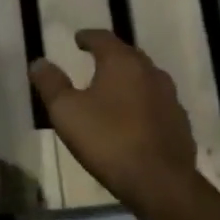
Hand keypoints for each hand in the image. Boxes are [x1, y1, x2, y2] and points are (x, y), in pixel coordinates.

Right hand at [30, 30, 197, 208]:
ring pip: (146, 79)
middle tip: (95, 61)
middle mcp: (150, 71)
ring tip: (114, 91)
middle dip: (110, 56)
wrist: (161, 182)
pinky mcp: (180, 122)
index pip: (103, 38)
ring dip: (129, 80)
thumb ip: (51, 84)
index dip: (88, 37)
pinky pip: (157, 103)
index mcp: (122, 62)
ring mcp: (170, 97)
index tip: (78, 39)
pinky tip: (135, 119)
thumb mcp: (67, 112)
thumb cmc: (109, 140)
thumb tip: (39, 62)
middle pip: (128, 55)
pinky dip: (143, 104)